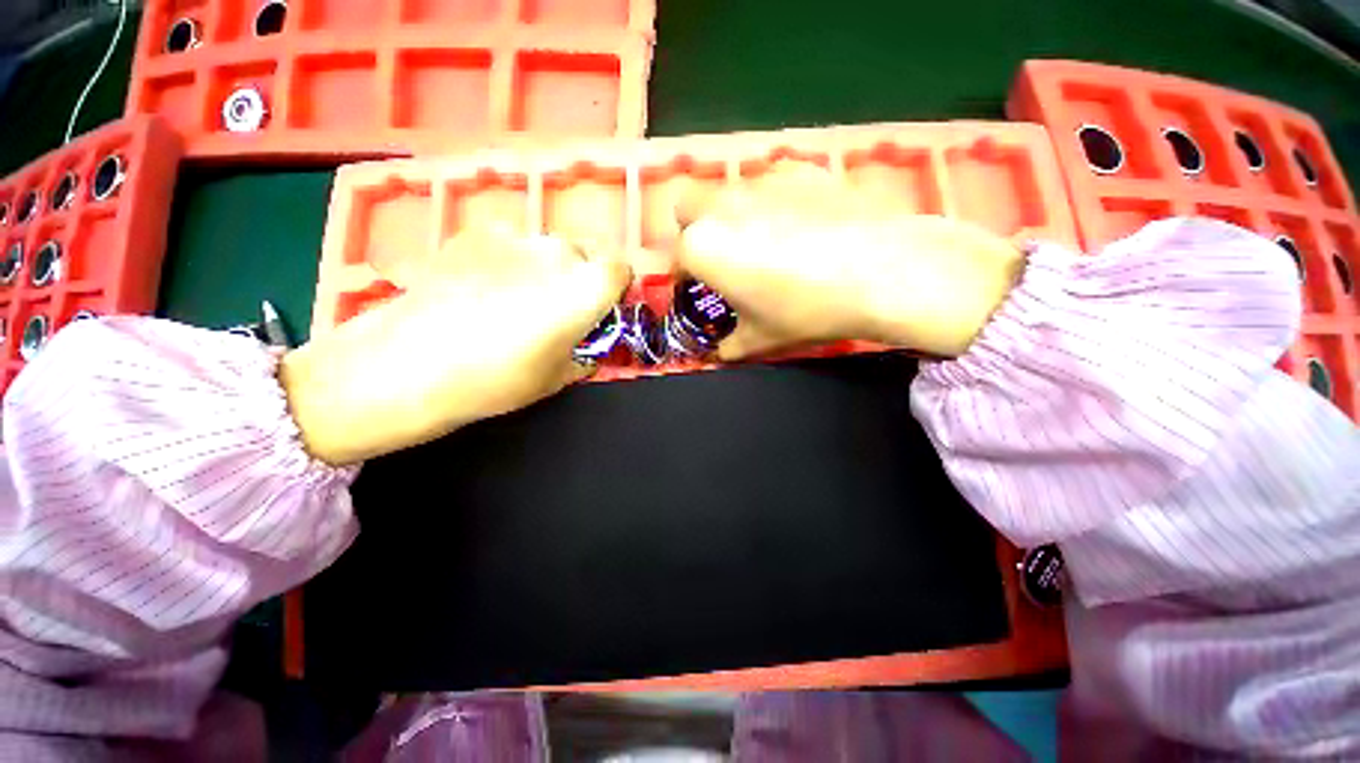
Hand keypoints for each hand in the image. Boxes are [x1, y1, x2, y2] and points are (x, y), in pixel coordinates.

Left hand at [279, 226, 631, 464]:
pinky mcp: (476, 232)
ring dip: (544, 268)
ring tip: (513, 298)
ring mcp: (514, 237)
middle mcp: (558, 253)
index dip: (614, 287)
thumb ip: (586, 353)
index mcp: (586, 289)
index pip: (621, 268)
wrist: (411, 363)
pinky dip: (508, 259)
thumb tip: (589, 344)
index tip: (601, 308)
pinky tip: (481, 286)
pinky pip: (509, 242)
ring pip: (546, 247)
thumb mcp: (559, 377)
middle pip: (584, 255)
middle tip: (555, 308)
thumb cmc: (498, 380)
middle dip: (579, 278)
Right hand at [676, 162, 1025, 359]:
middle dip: (693, 232)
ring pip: (726, 191)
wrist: (882, 272)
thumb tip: (718, 353)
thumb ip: (729, 346)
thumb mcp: (760, 339)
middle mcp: (721, 204)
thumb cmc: (806, 311)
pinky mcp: (799, 168)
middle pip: (686, 207)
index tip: (698, 295)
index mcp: (702, 246)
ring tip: (764, 243)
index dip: (683, 280)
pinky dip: (770, 201)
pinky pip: (768, 181)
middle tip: (721, 260)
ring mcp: (761, 180)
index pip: (674, 259)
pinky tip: (799, 224)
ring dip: (729, 215)